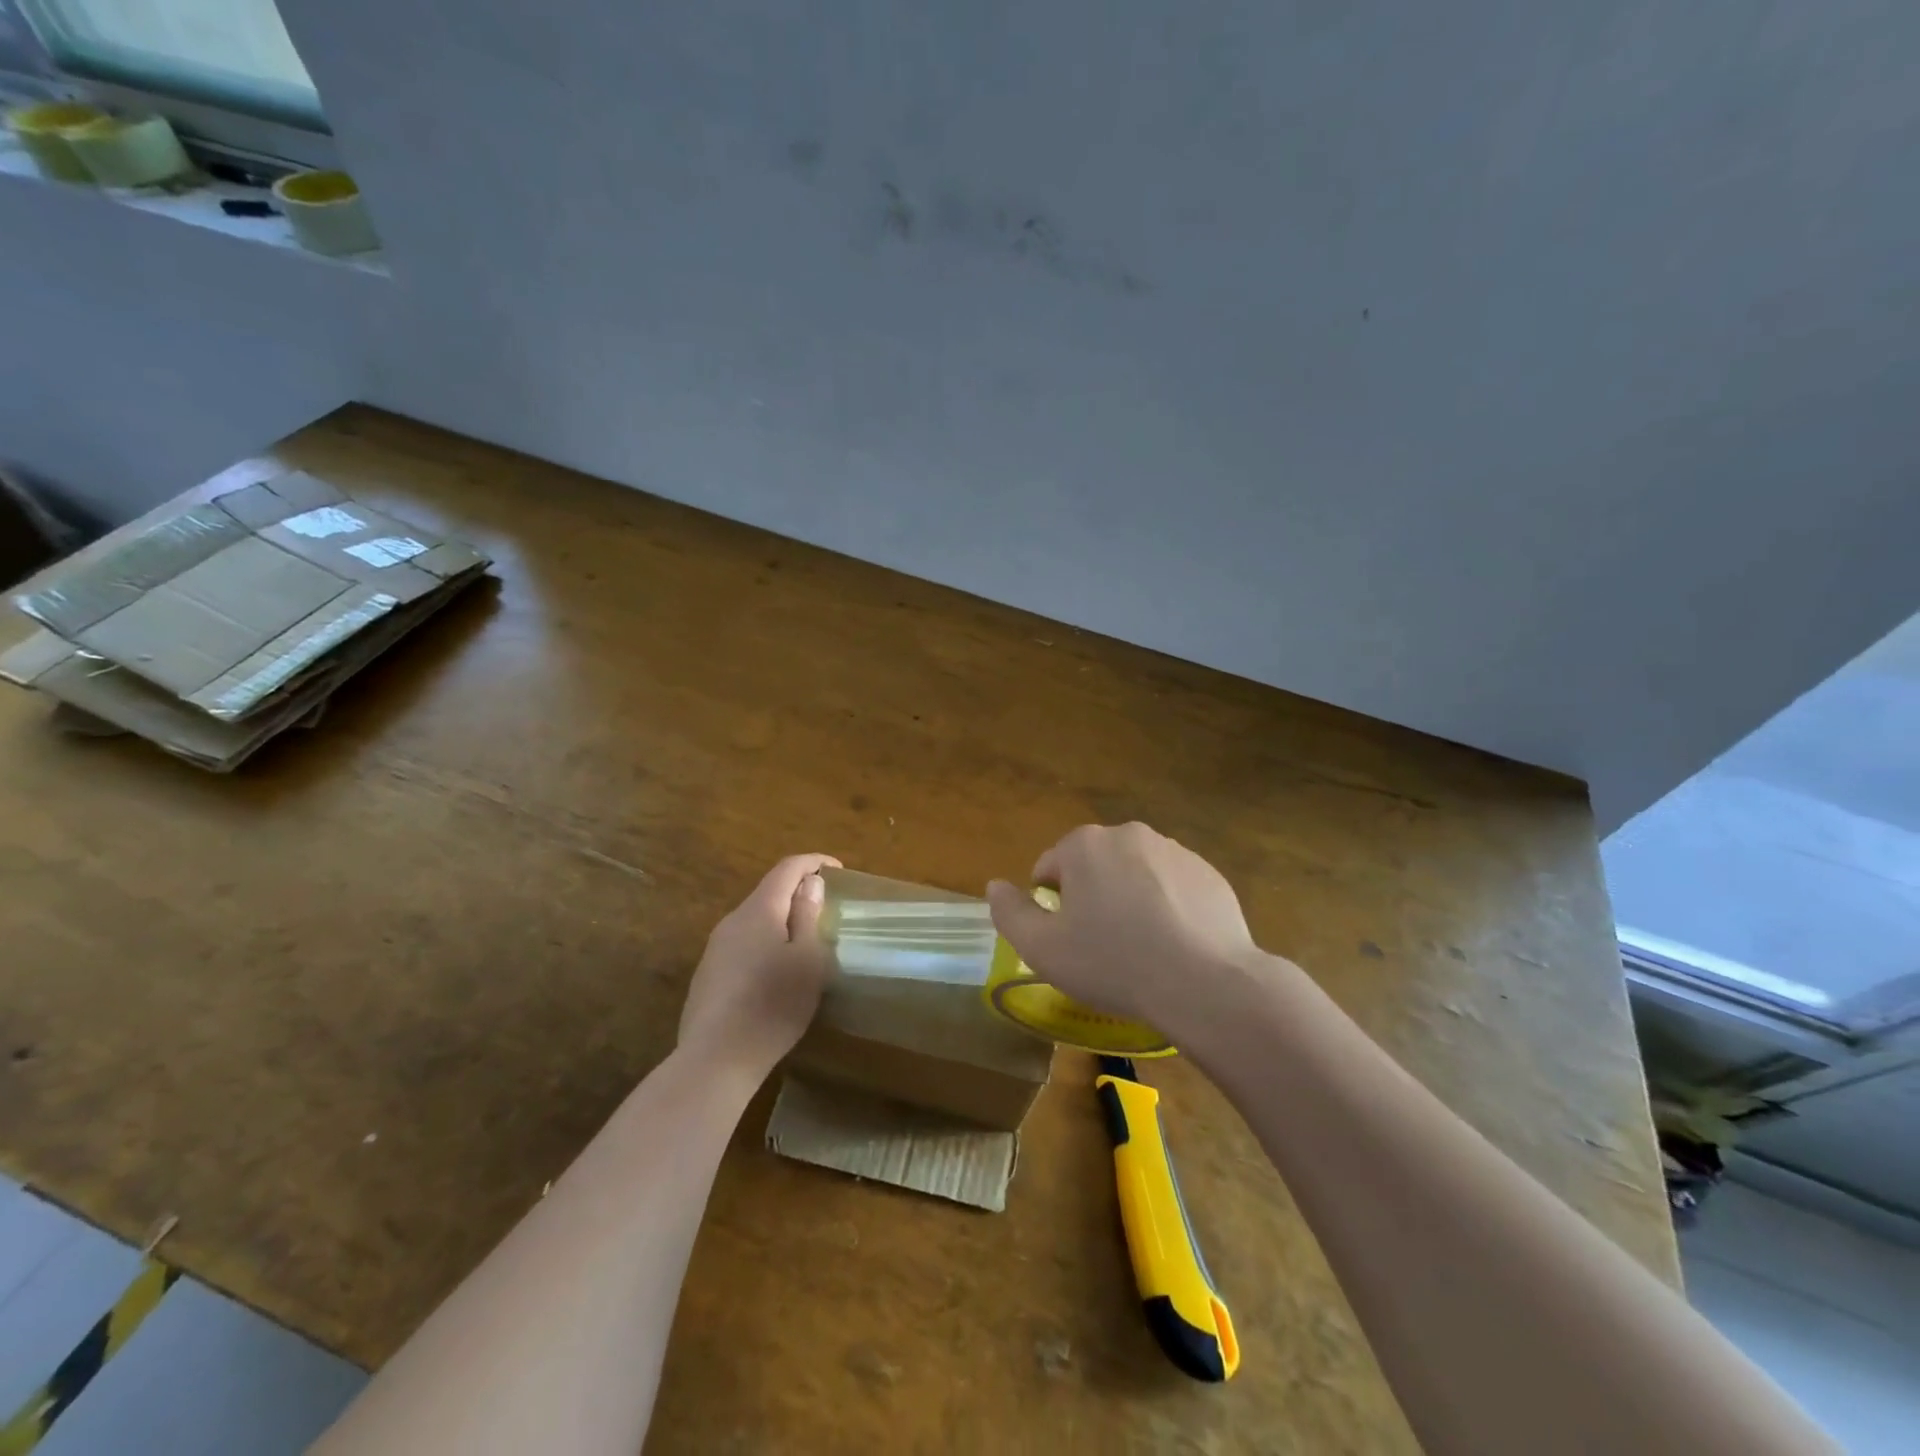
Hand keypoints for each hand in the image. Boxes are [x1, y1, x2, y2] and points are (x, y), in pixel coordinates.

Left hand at [679, 853, 840, 1079]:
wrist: (715, 1059)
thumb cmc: (773, 1005)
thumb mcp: (807, 960)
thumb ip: (808, 916)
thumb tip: (809, 883)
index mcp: (759, 911)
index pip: (787, 868)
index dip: (813, 862)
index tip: (838, 869)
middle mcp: (733, 921)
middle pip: (768, 892)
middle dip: (798, 892)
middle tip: (826, 908)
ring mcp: (715, 948)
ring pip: (754, 920)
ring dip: (781, 920)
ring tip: (804, 943)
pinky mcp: (708, 974)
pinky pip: (742, 944)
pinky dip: (765, 943)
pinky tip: (775, 974)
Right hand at [986, 823, 1261, 1034]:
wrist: (1204, 982)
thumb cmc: (1112, 962)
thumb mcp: (1043, 948)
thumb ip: (1010, 912)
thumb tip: (995, 886)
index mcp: (1084, 845)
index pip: (1050, 867)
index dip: (1051, 905)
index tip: (1067, 939)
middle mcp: (1129, 834)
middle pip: (1094, 866)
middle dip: (1092, 897)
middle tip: (1101, 945)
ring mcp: (1174, 850)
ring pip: (1135, 874)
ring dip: (1129, 899)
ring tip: (1141, 948)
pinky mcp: (1208, 873)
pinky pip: (1173, 887)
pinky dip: (1167, 907)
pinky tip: (1174, 945)